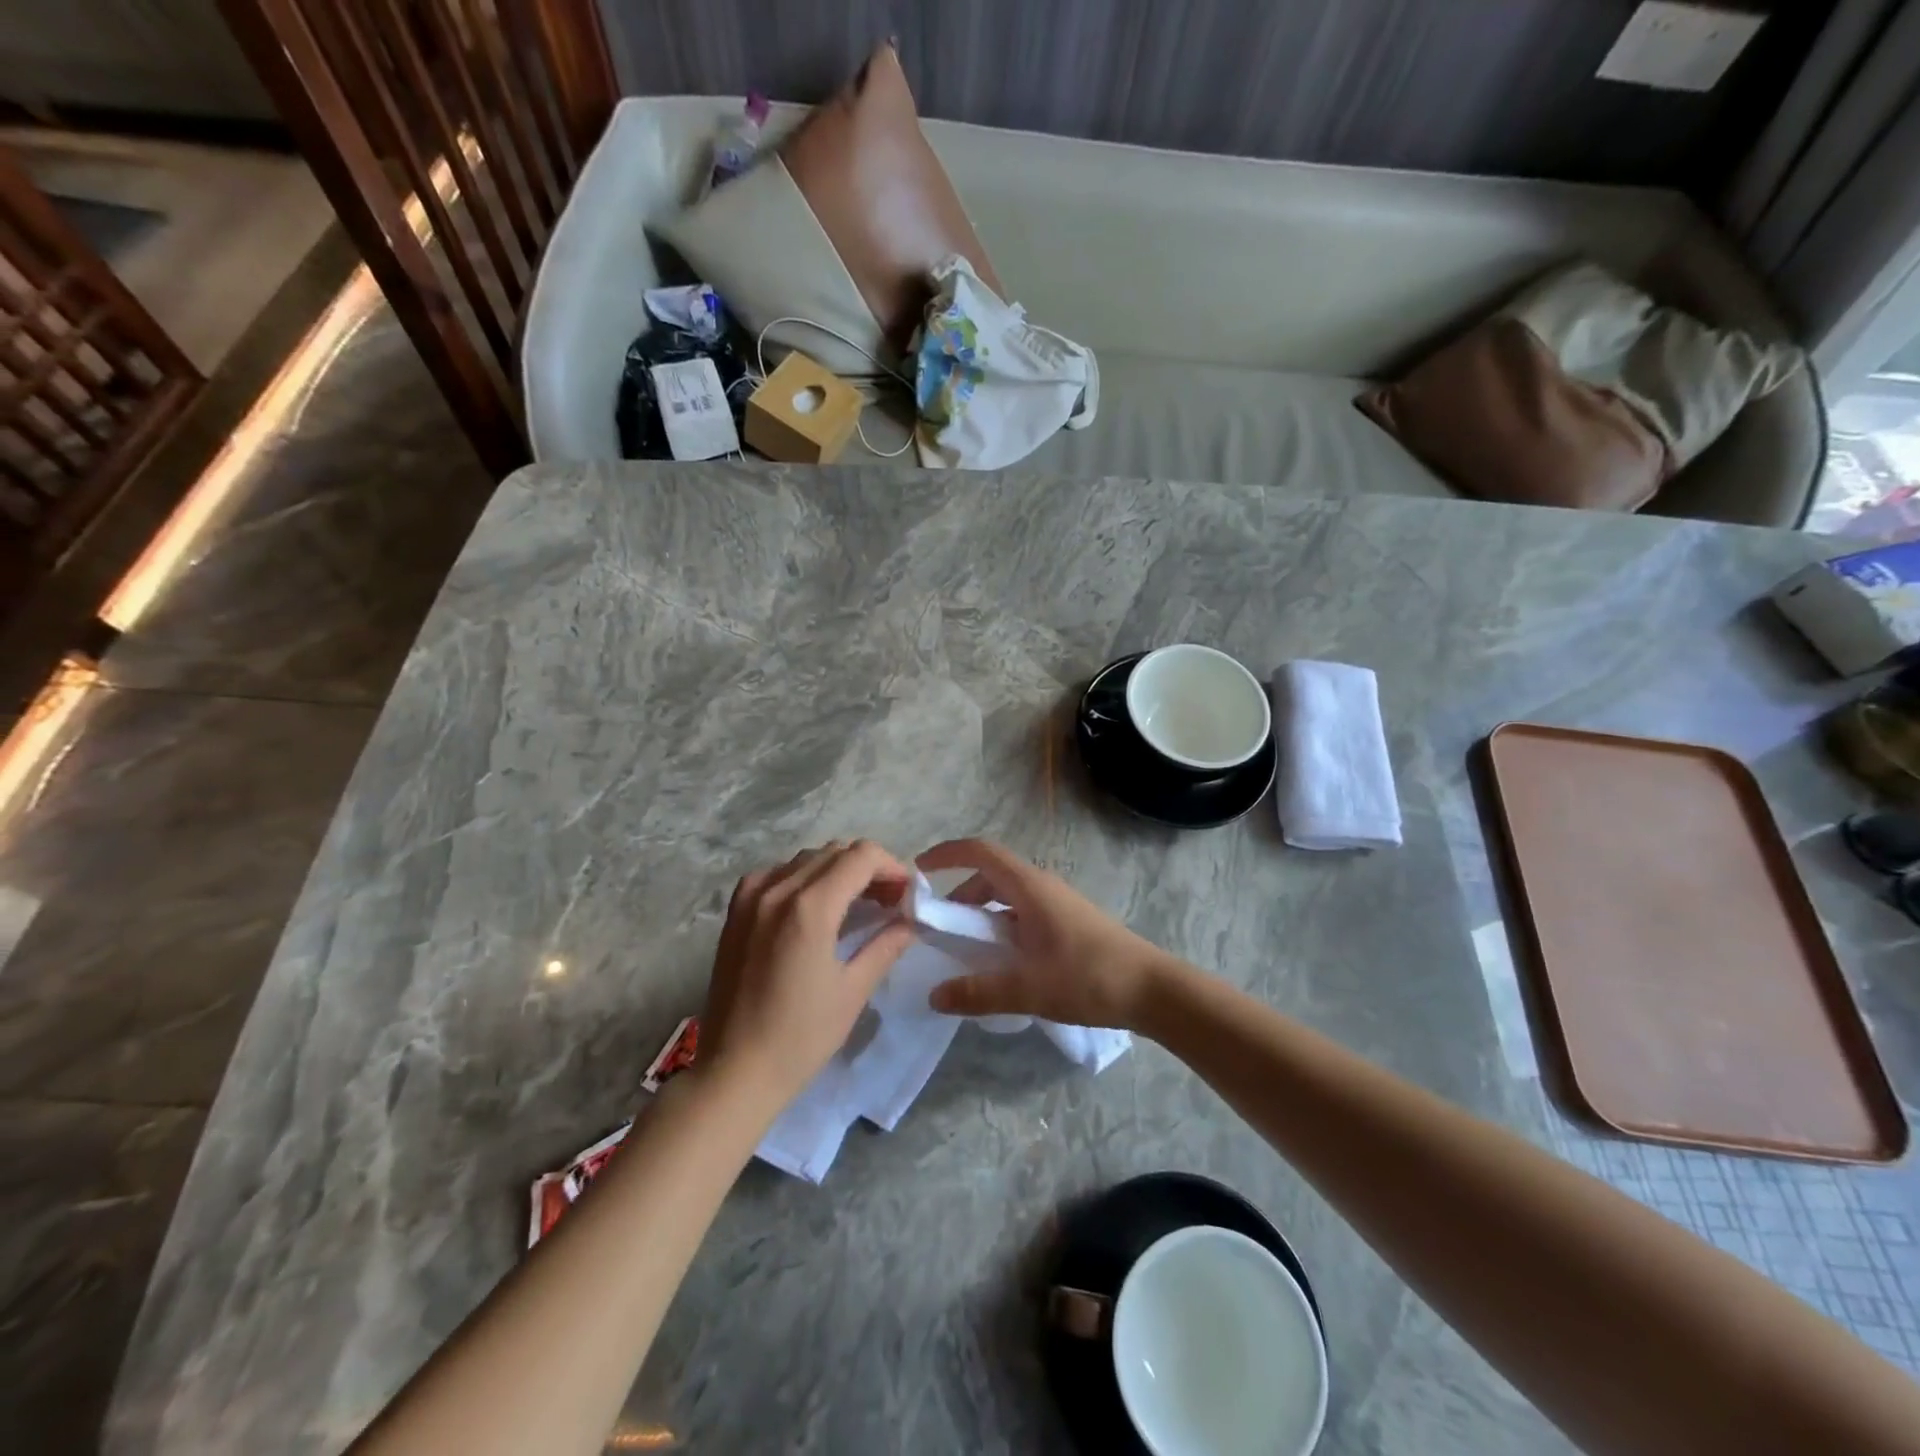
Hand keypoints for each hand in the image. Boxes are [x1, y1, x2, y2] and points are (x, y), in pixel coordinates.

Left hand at [701, 840, 915, 1112]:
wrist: (734, 1071)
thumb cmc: (800, 1037)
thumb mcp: (853, 990)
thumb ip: (886, 944)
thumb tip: (910, 921)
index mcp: (810, 907)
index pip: (861, 856)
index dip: (891, 866)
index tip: (905, 894)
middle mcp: (777, 889)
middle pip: (835, 851)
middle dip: (868, 868)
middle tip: (888, 901)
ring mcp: (751, 897)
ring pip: (806, 859)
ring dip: (837, 870)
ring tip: (855, 903)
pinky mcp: (735, 911)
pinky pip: (776, 873)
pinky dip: (802, 878)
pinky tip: (812, 908)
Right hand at [916, 839, 1171, 1028]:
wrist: (1152, 989)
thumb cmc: (1089, 978)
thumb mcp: (1028, 989)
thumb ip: (978, 992)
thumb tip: (934, 996)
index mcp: (1029, 887)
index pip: (980, 852)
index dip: (947, 854)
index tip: (919, 870)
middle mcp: (1041, 886)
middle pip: (989, 876)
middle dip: (958, 895)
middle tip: (936, 928)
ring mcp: (1056, 903)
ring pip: (1006, 897)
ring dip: (980, 915)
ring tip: (964, 951)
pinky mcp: (1066, 922)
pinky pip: (1021, 913)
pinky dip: (1000, 927)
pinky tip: (999, 962)